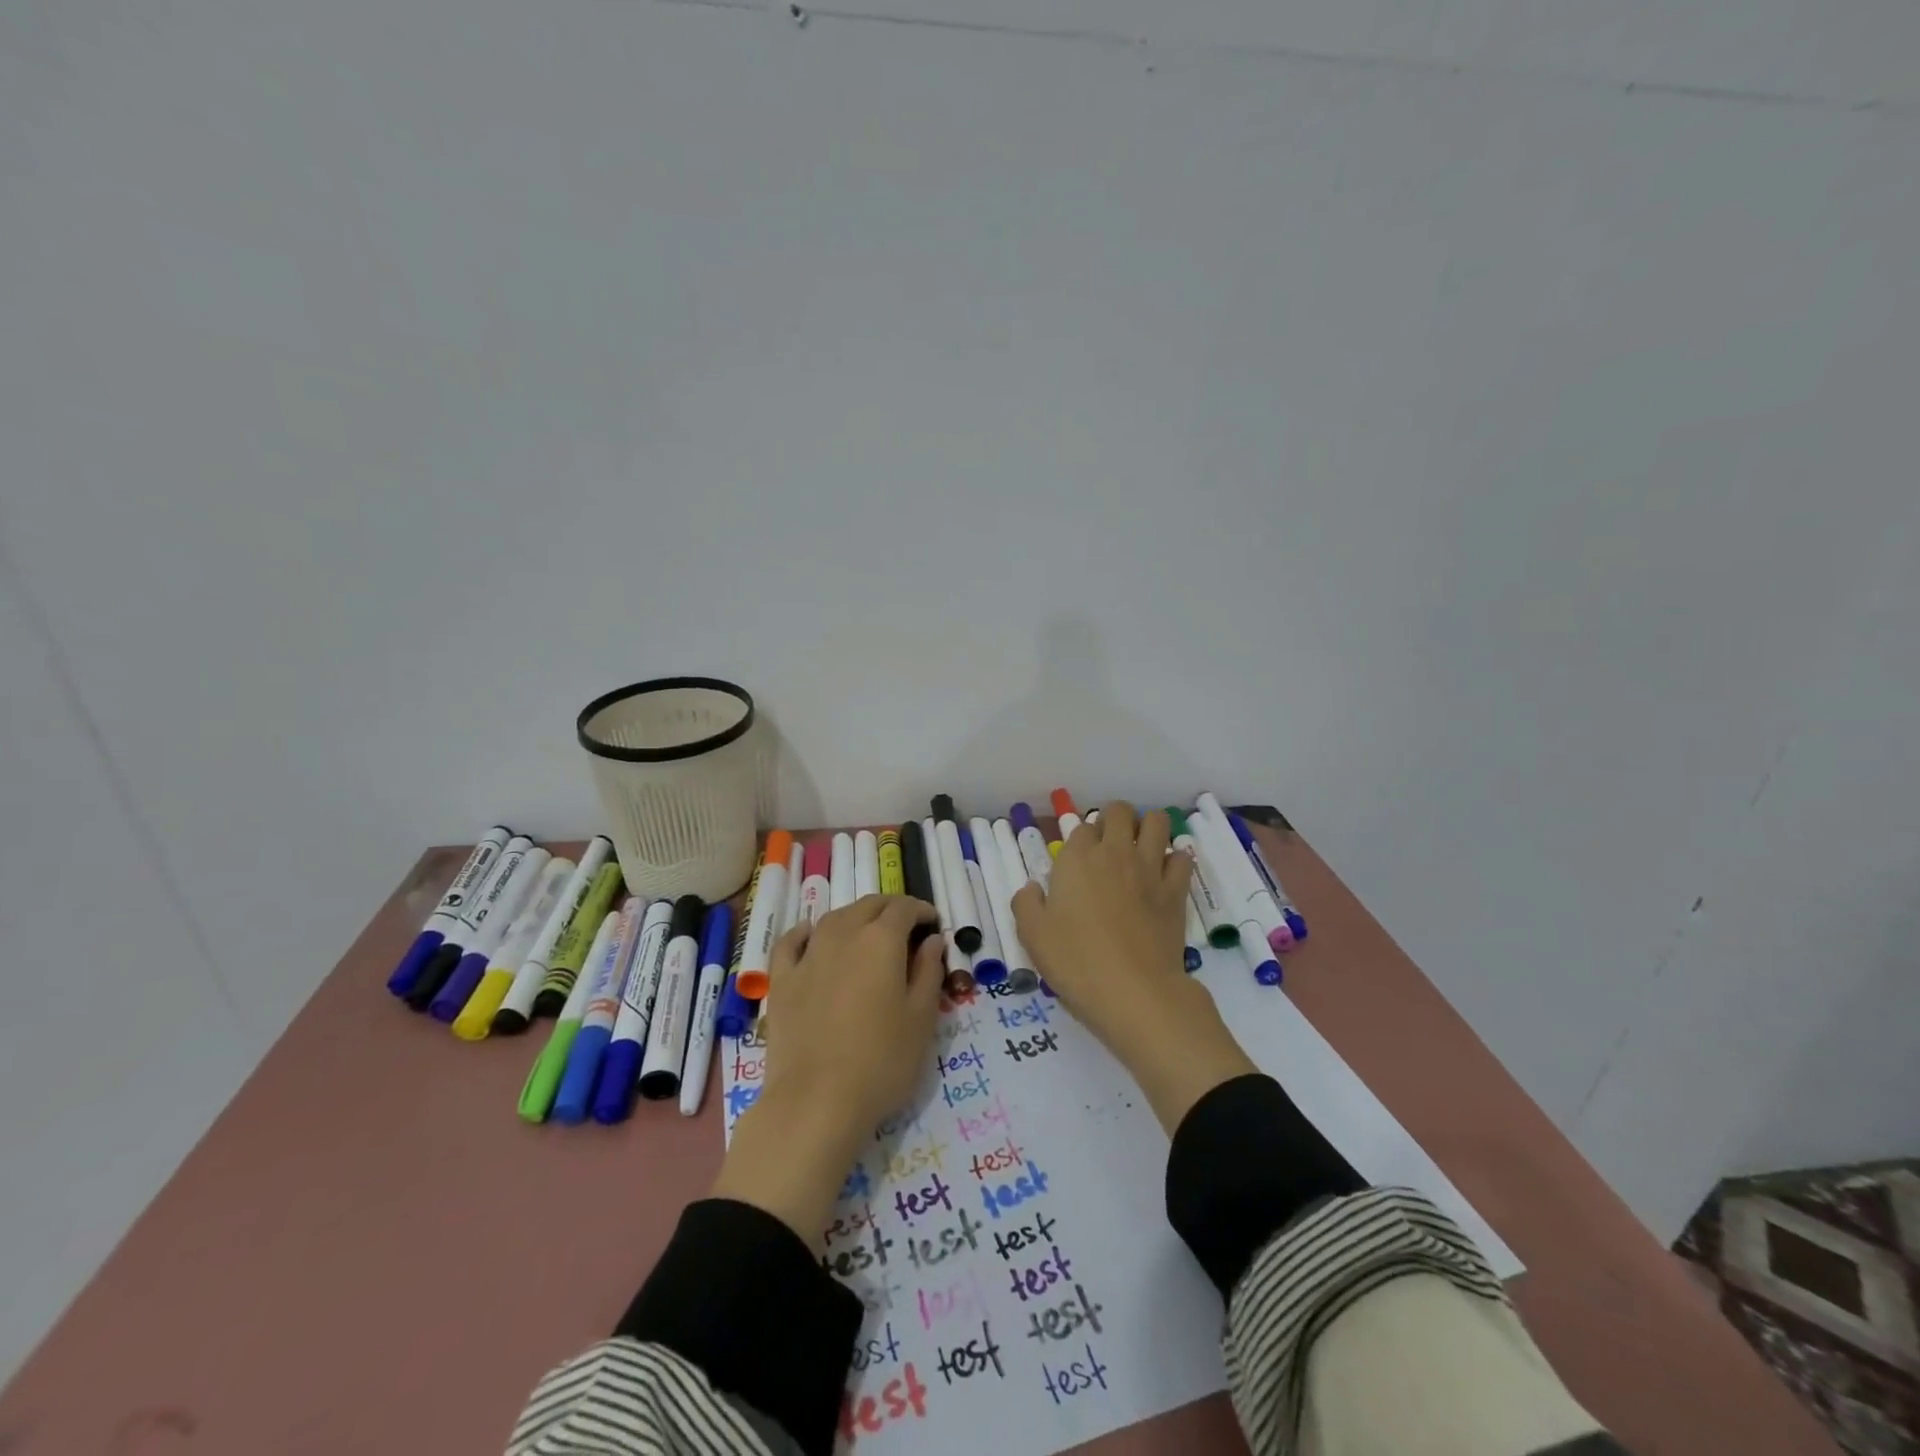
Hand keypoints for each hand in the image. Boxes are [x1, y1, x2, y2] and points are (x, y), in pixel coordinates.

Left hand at [712, 896, 944, 1246]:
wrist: (816, 1101)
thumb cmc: (882, 1061)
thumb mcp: (922, 1019)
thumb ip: (929, 971)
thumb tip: (932, 939)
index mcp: (881, 940)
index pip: (904, 908)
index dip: (921, 910)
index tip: (933, 924)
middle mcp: (843, 934)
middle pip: (869, 905)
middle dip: (891, 909)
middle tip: (907, 927)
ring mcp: (808, 955)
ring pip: (834, 917)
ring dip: (856, 917)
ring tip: (868, 934)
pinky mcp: (782, 979)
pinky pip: (792, 941)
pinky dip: (806, 932)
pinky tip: (812, 935)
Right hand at [1013, 802, 1256, 1133]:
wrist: (1133, 992)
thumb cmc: (1076, 962)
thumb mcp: (1032, 936)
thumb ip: (1026, 904)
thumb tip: (1032, 888)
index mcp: (1077, 859)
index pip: (1081, 827)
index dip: (1081, 839)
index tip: (1079, 860)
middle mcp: (1115, 853)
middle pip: (1120, 811)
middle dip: (1115, 820)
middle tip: (1109, 847)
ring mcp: (1150, 868)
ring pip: (1157, 822)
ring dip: (1148, 828)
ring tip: (1140, 850)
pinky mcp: (1176, 890)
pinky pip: (1182, 857)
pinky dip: (1175, 859)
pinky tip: (1164, 875)